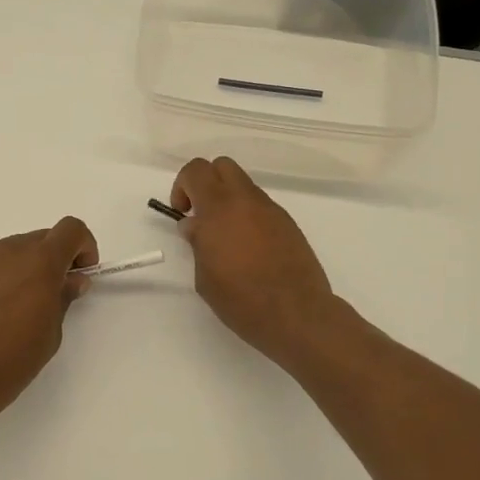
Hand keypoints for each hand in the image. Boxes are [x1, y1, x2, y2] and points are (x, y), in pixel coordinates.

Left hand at [0, 217, 98, 433]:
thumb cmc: (13, 359)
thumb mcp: (51, 333)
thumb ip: (63, 297)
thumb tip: (71, 280)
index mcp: (40, 261)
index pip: (71, 229)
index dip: (82, 246)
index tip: (81, 273)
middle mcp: (8, 251)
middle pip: (40, 239)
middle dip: (52, 259)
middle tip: (52, 294)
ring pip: (10, 252)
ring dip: (22, 269)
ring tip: (16, 308)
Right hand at [171, 158, 337, 368]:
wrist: (296, 314)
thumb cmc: (241, 299)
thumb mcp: (204, 276)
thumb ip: (197, 242)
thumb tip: (195, 226)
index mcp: (219, 209)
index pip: (196, 170)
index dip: (183, 186)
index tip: (182, 213)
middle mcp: (246, 200)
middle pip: (222, 166)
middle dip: (206, 183)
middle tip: (201, 215)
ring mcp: (271, 210)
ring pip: (244, 186)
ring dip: (229, 201)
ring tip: (226, 238)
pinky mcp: (288, 224)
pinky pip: (261, 207)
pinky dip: (248, 216)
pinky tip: (249, 249)